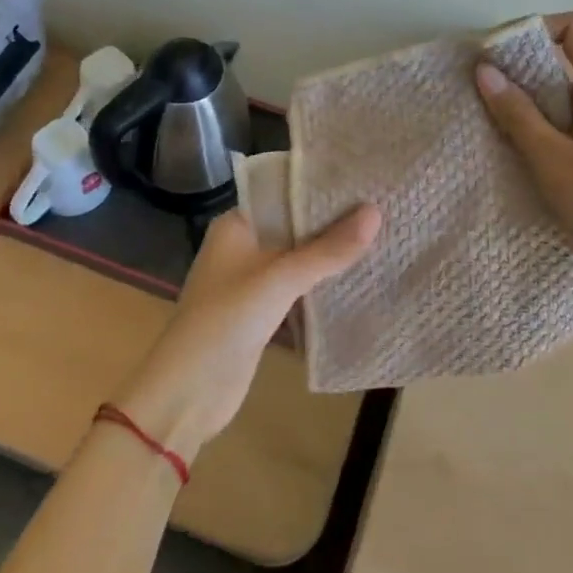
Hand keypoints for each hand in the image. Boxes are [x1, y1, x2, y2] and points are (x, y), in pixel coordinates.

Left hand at [109, 205, 380, 462]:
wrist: (188, 393)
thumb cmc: (225, 320)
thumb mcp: (279, 279)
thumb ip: (328, 249)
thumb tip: (376, 212)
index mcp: (236, 224)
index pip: (284, 193)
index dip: (321, 187)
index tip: (364, 179)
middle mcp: (243, 245)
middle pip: (294, 225)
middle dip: (332, 220)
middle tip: (383, 205)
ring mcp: (252, 280)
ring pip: (299, 256)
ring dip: (330, 252)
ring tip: (380, 234)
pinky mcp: (262, 311)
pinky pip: (298, 286)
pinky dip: (322, 281)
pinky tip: (358, 275)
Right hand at [476, 12, 572, 314]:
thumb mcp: (554, 162)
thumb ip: (518, 115)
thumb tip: (485, 70)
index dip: (534, 28)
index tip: (495, 57)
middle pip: (565, 60)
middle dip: (521, 72)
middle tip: (483, 98)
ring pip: (566, 96)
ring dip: (530, 106)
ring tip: (495, 131)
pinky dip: (545, 130)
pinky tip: (523, 157)